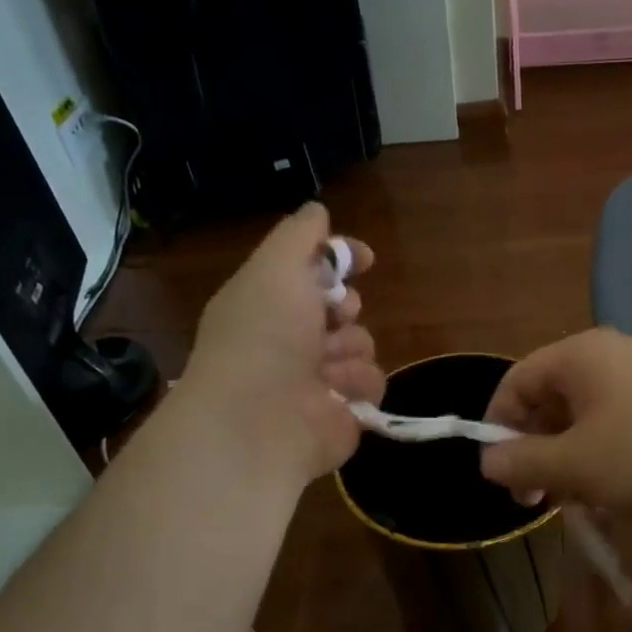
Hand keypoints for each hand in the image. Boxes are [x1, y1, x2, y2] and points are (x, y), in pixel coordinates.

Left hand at [179, 203, 383, 482]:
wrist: (259, 420)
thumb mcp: (275, 266)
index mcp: (268, 302)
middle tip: (330, 317)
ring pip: (362, 344)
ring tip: (325, 366)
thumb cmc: (263, 335)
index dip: (339, 259)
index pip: (311, 271)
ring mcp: (317, 379)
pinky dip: (358, 385)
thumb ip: (299, 235)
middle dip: (344, 308)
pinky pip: (372, 383)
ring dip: (350, 349)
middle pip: (343, 308)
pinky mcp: (343, 412)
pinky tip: (337, 393)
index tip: (365, 258)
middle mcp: (291, 339)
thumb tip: (317, 211)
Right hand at [479, 329, 631, 524]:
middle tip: (539, 501)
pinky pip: (621, 436)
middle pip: (551, 404)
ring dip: (573, 468)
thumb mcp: (577, 464)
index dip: (498, 427)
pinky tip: (616, 504)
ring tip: (581, 509)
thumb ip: (524, 463)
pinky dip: (608, 467)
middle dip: (538, 454)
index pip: (516, 381)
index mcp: (580, 357)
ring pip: (586, 427)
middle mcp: (610, 362)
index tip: (502, 476)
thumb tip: (488, 461)